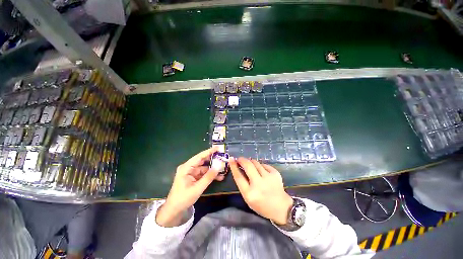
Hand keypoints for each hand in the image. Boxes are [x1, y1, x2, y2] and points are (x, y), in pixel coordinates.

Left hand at [156, 147, 223, 226]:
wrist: (174, 210)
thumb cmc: (183, 198)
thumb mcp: (197, 188)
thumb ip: (208, 177)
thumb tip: (218, 167)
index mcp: (186, 168)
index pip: (199, 157)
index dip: (209, 151)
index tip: (218, 148)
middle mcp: (188, 168)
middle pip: (202, 161)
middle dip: (213, 159)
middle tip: (223, 157)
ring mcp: (191, 172)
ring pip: (204, 167)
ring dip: (213, 169)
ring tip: (223, 168)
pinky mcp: (193, 177)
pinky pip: (204, 173)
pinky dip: (210, 175)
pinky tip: (219, 176)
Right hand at [229, 157, 292, 224]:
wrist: (282, 208)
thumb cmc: (262, 205)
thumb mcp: (248, 198)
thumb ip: (243, 184)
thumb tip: (239, 168)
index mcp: (250, 193)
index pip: (239, 177)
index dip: (234, 167)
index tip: (231, 159)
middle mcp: (259, 184)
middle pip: (248, 166)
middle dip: (242, 160)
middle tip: (239, 159)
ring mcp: (268, 178)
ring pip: (256, 163)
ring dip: (251, 162)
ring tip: (250, 165)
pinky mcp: (275, 174)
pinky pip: (264, 165)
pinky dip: (260, 166)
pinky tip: (261, 170)